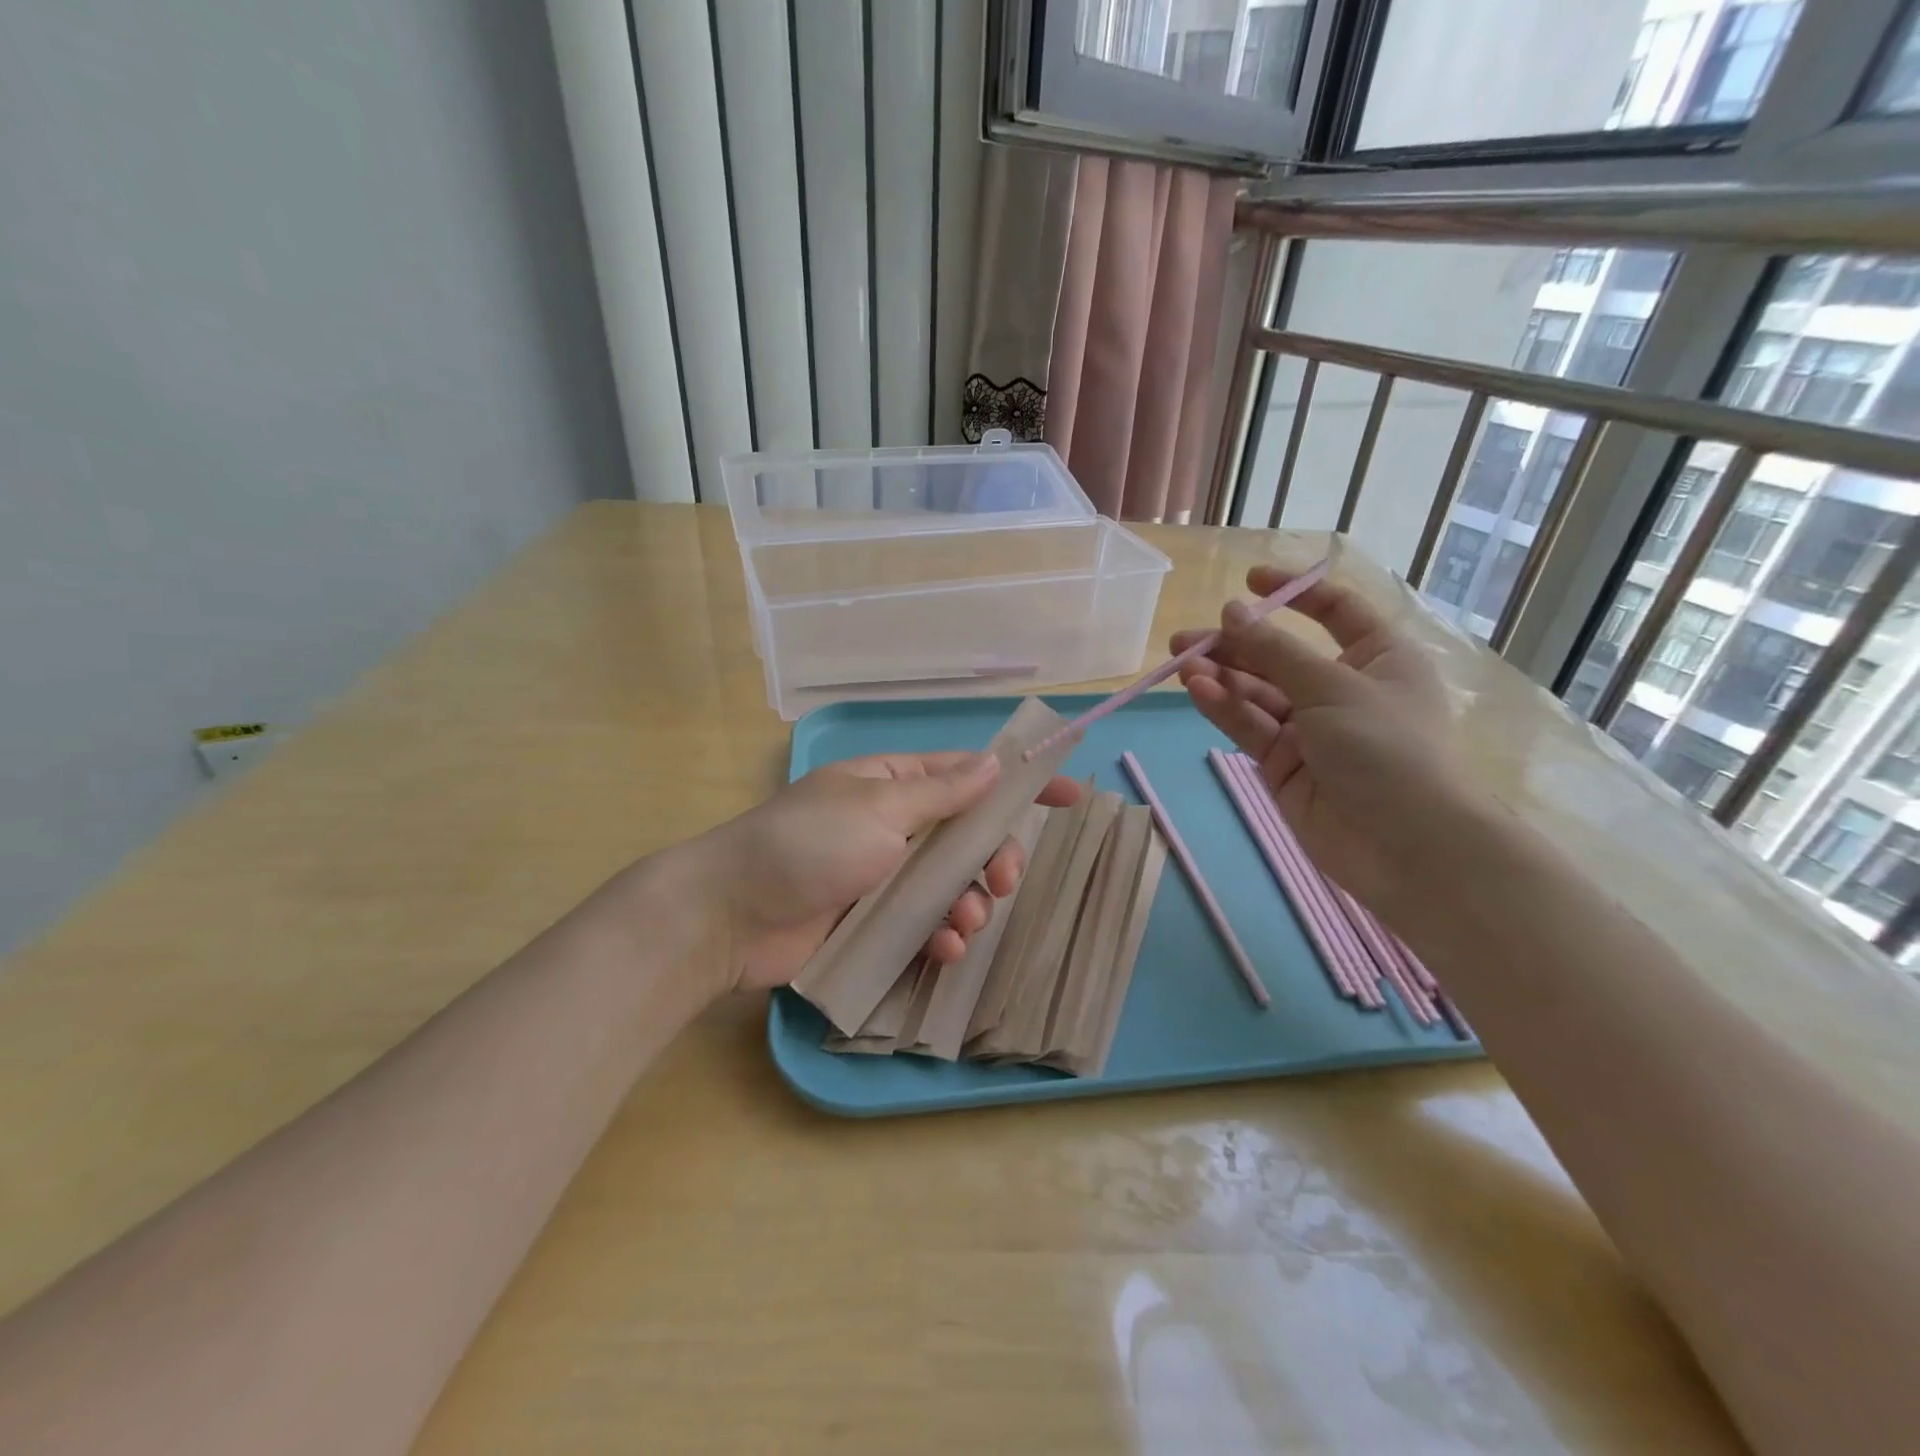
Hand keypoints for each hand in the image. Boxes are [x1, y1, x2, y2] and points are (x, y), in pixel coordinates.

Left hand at [692, 753, 1079, 992]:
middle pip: (970, 838)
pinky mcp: (873, 923)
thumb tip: (994, 762)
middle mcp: (894, 826)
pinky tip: (943, 949)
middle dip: (995, 858)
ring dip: (970, 903)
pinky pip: (925, 925)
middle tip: (1004, 880)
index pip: (969, 775)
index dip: (1020, 784)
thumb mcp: (879, 809)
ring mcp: (884, 878)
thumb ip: (942, 792)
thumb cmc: (807, 845)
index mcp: (894, 785)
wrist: (731, 915)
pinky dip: (942, 937)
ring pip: (953, 886)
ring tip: (962, 922)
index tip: (1070, 796)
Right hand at [1173, 565, 1465, 909]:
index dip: (1293, 594)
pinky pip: (1250, 726)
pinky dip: (1225, 709)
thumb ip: (1275, 650)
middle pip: (1280, 655)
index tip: (1247, 583)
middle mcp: (1342, 688)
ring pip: (1257, 693)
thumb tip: (1232, 612)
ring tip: (1183, 667)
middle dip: (1234, 645)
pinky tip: (1198, 692)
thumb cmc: (1385, 747)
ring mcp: (1310, 729)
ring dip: (1221, 678)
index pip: (1334, 611)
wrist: (1404, 845)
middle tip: (1184, 639)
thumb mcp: (1332, 686)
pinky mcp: (1283, 764)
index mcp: (1377, 657)